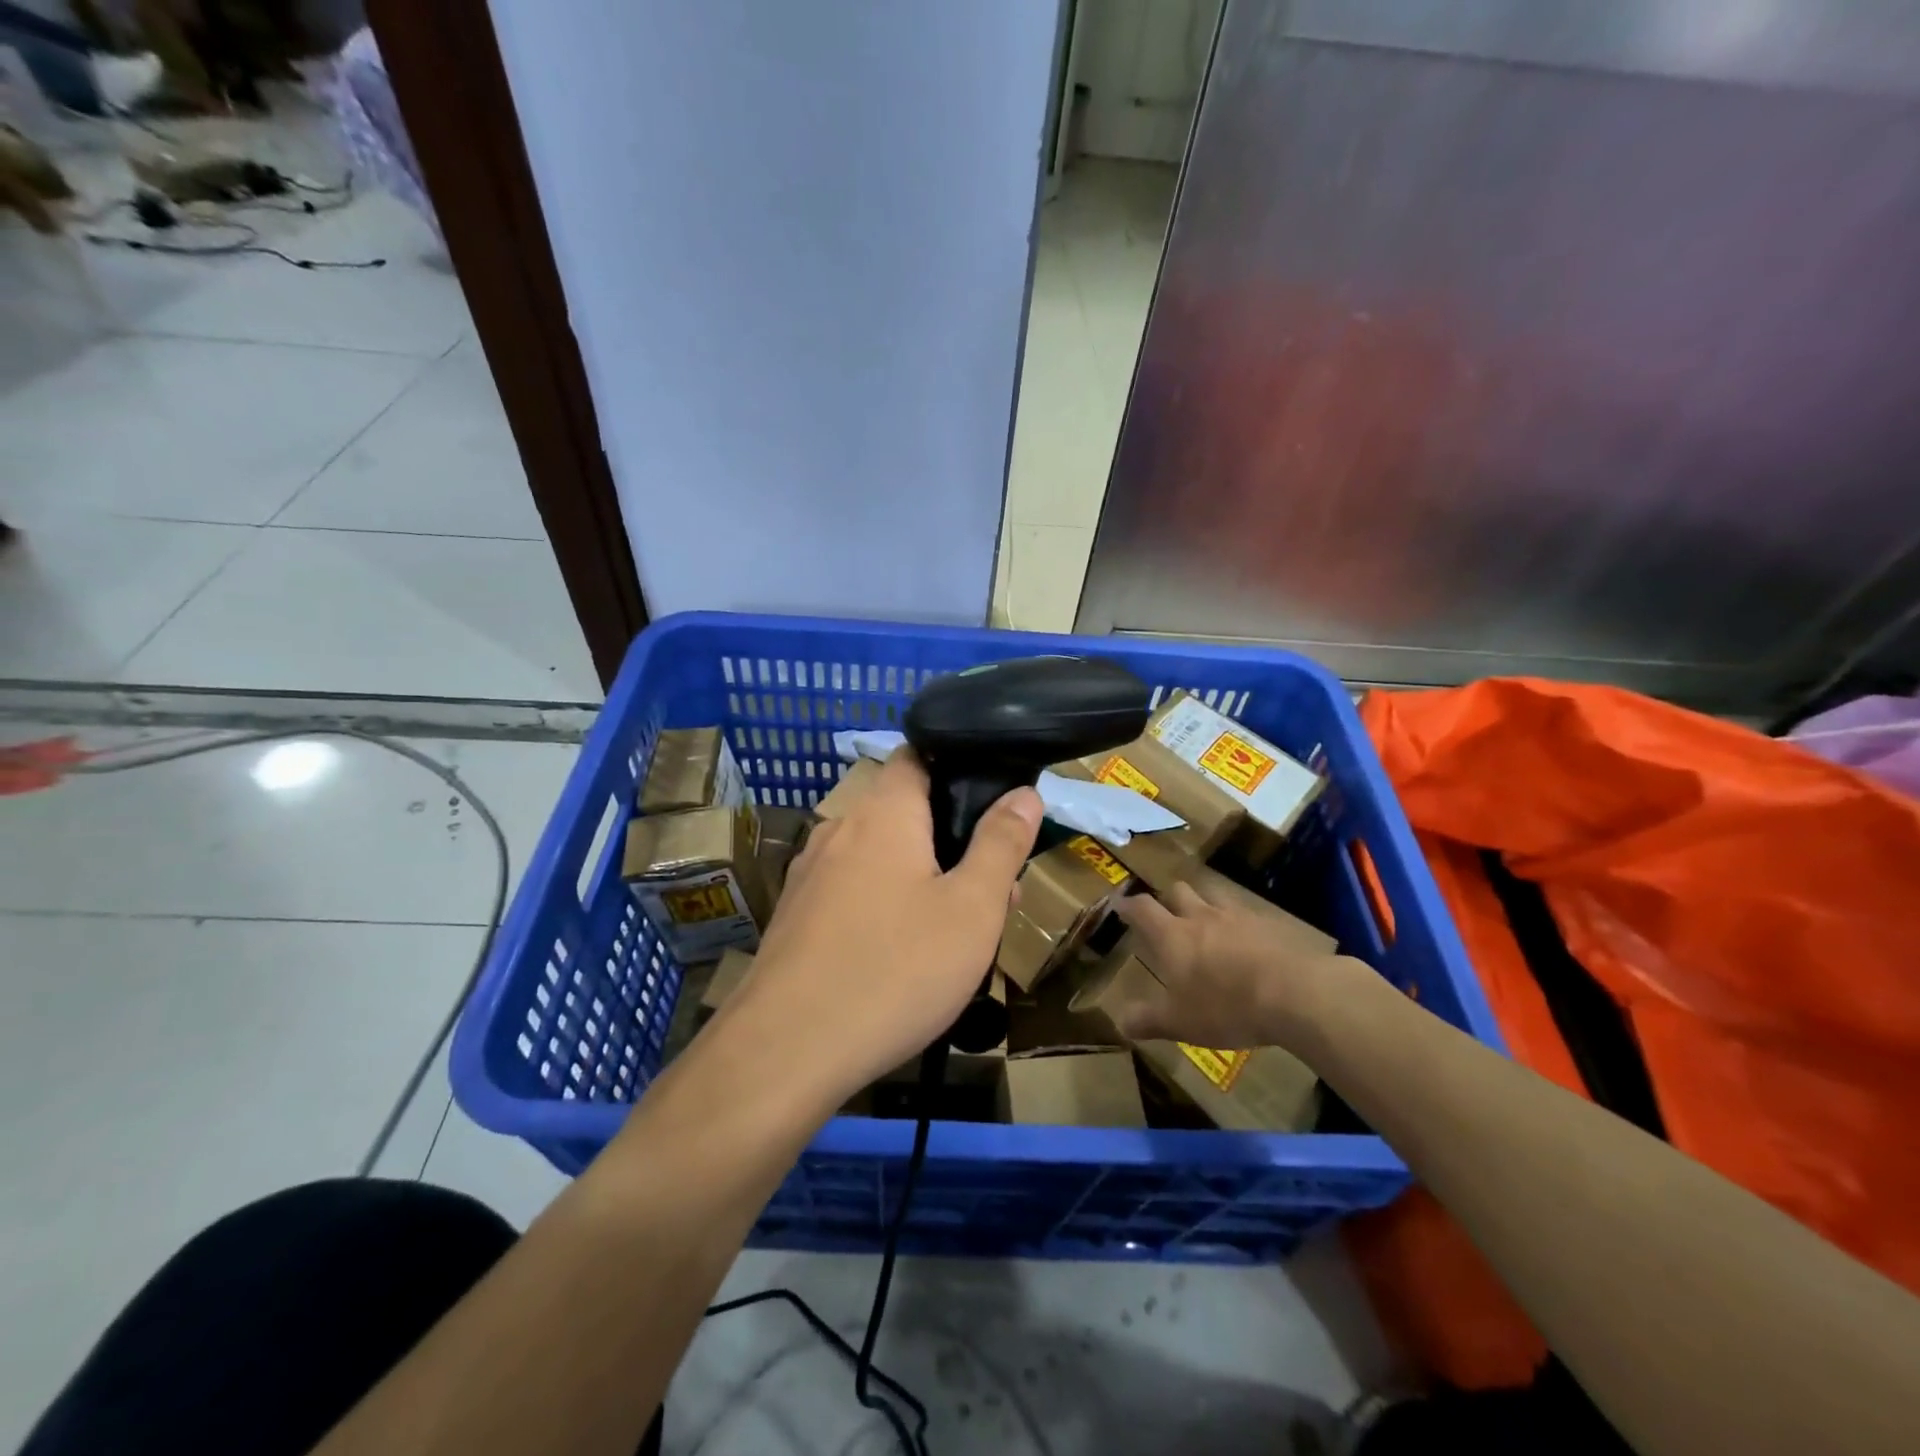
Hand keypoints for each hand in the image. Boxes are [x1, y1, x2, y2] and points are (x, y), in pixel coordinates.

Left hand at [726, 749, 1041, 1101]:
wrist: (786, 1051)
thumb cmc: (895, 970)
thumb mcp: (972, 910)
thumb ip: (1001, 844)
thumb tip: (1023, 793)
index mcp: (883, 813)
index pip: (917, 755)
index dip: (957, 765)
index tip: (992, 801)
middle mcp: (839, 829)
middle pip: (904, 812)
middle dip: (951, 839)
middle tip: (994, 888)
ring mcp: (810, 874)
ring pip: (879, 856)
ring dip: (921, 876)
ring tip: (958, 929)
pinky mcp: (795, 916)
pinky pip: (852, 891)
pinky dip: (884, 904)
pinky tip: (902, 955)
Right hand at [1112, 879, 1363, 1051]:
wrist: (1293, 994)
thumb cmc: (1225, 1006)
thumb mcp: (1180, 1022)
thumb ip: (1149, 1020)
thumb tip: (1121, 1022)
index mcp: (1173, 936)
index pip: (1142, 909)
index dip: (1128, 905)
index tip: (1120, 905)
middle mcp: (1201, 917)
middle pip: (1178, 891)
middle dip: (1169, 898)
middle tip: (1166, 913)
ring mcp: (1237, 917)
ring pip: (1213, 895)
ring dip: (1205, 903)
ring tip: (1206, 920)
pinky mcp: (1269, 925)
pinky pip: (1247, 914)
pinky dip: (1239, 922)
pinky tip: (1247, 941)